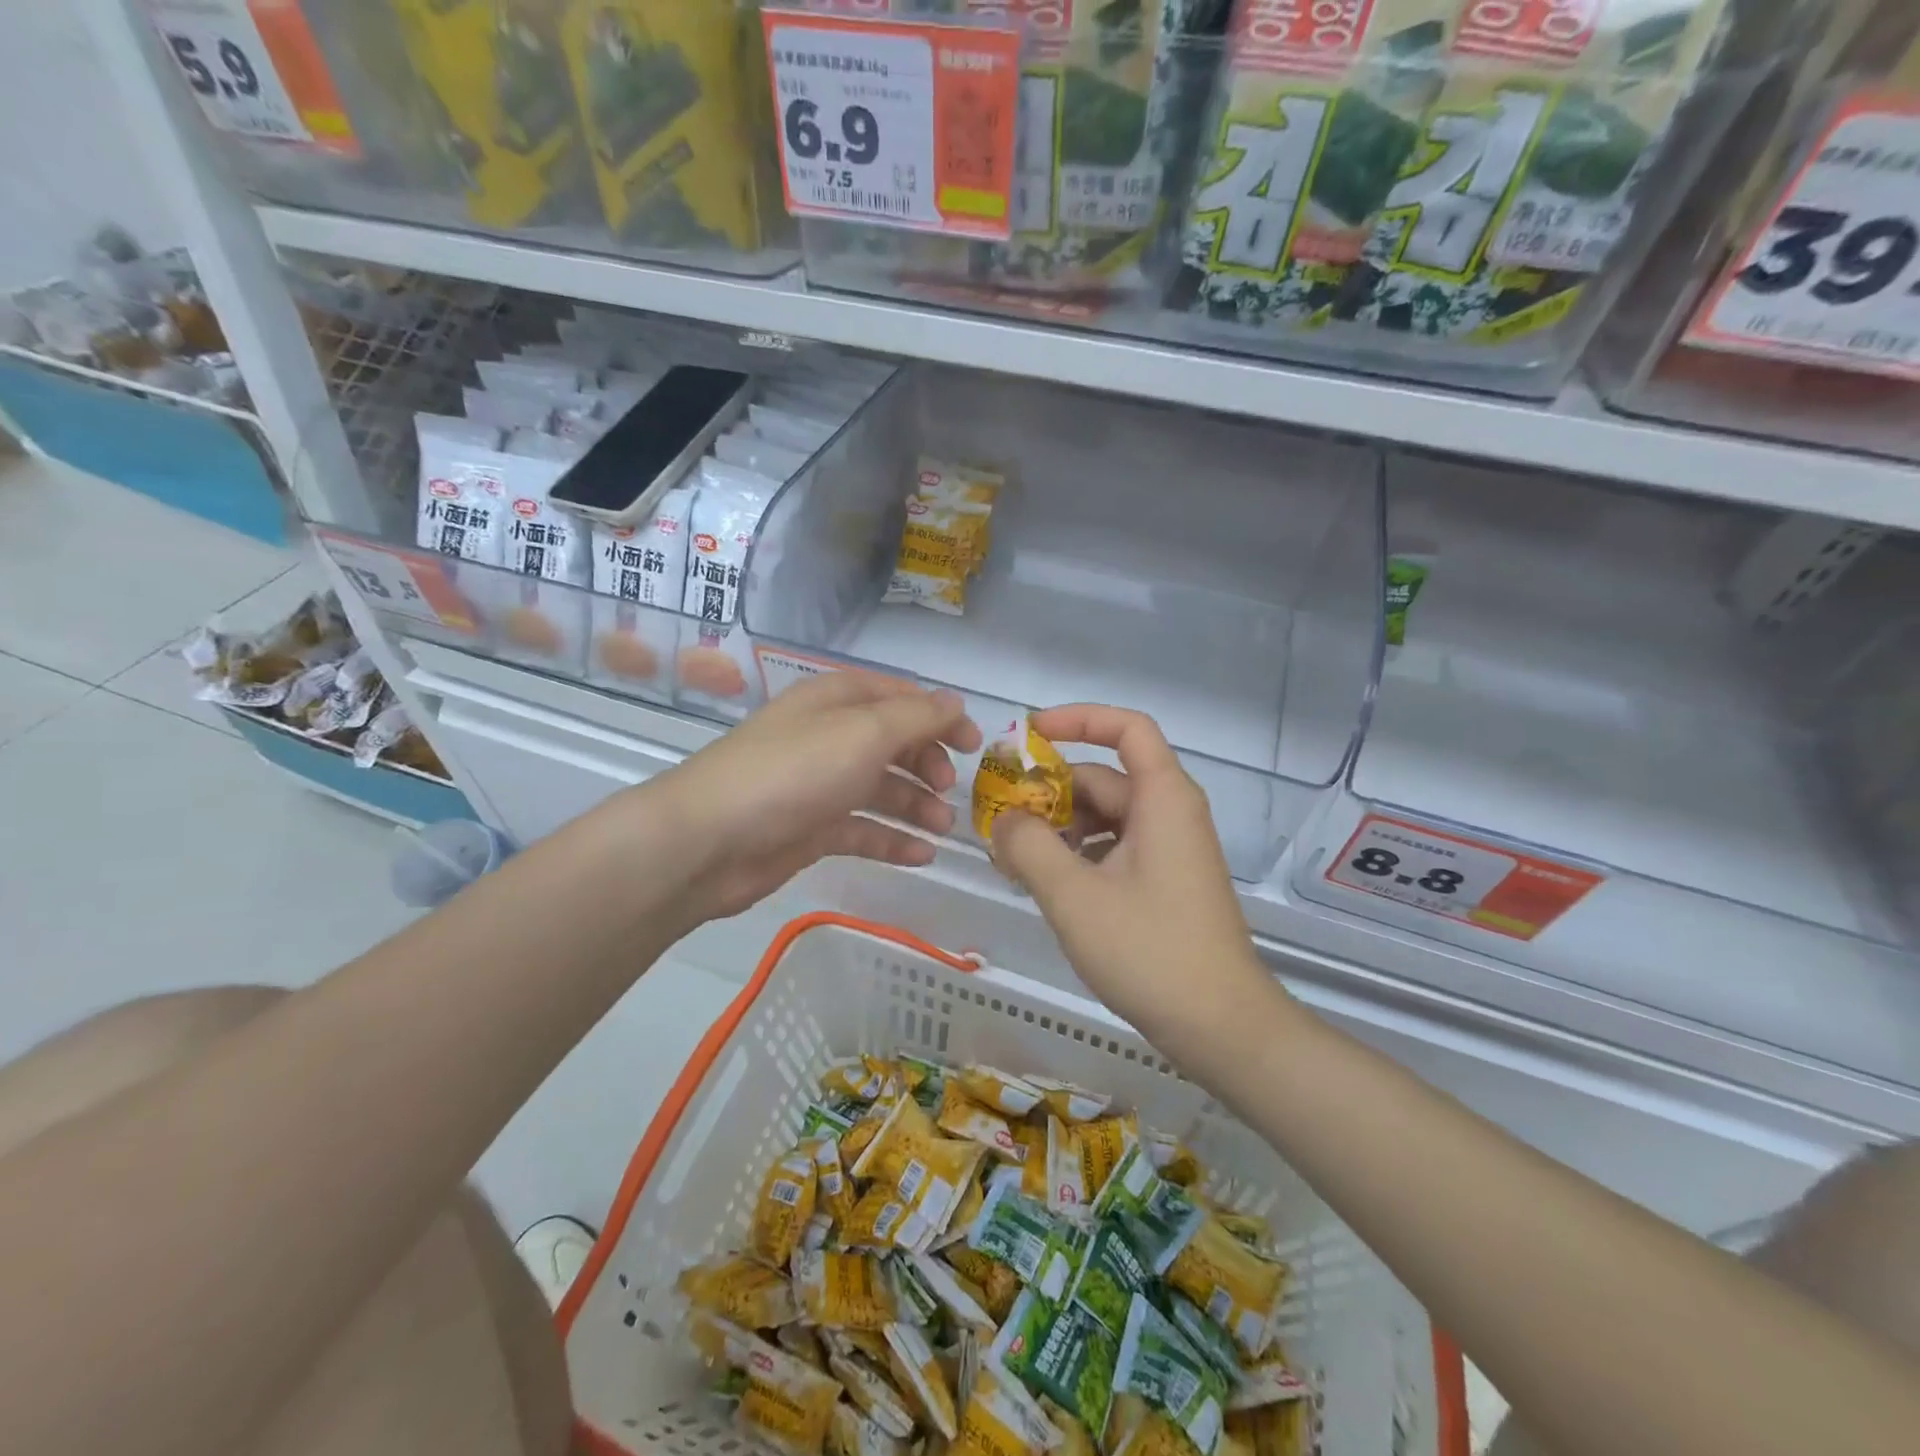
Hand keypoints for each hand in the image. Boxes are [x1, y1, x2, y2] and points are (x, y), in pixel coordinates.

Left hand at [649, 674, 980, 921]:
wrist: (709, 840)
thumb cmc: (794, 772)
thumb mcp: (864, 733)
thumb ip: (916, 717)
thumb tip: (956, 703)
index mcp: (837, 700)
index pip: (900, 698)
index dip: (940, 717)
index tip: (975, 746)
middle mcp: (829, 736)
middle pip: (893, 744)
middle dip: (928, 765)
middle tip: (950, 791)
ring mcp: (818, 785)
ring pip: (880, 789)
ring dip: (916, 805)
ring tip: (943, 829)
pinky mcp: (810, 829)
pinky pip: (862, 829)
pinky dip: (892, 840)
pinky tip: (921, 856)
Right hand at [990, 705, 1279, 1053]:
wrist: (1221, 1026)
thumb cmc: (1149, 950)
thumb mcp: (1073, 895)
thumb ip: (1029, 846)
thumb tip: (1004, 819)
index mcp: (1162, 798)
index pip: (1127, 728)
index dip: (1078, 719)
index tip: (1028, 736)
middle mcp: (1170, 813)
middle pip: (1104, 777)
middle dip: (1049, 791)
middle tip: (997, 817)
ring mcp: (1169, 849)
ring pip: (1104, 817)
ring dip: (1058, 828)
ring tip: (1012, 858)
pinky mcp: (1164, 881)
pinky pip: (1114, 848)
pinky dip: (1077, 855)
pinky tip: (1044, 883)